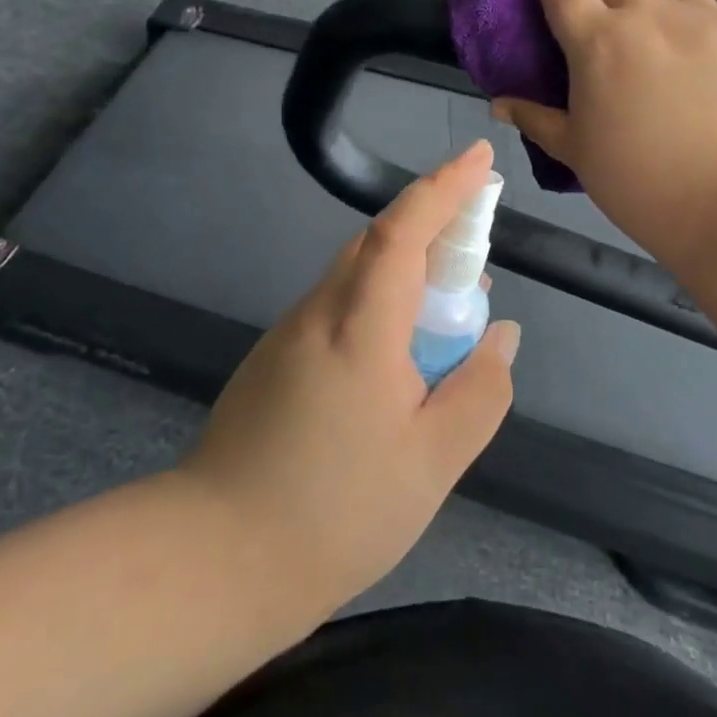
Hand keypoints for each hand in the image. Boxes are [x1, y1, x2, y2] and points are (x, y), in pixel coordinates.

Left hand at [178, 140, 520, 616]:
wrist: (215, 559)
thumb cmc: (335, 513)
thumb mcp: (432, 463)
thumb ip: (479, 391)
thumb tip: (501, 334)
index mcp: (361, 326)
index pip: (404, 230)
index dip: (445, 187)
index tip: (480, 157)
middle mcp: (321, 310)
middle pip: (380, 241)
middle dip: (435, 227)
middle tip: (479, 255)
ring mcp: (292, 329)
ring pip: (360, 272)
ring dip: (409, 270)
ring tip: (451, 314)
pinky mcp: (278, 353)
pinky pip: (342, 303)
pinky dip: (382, 302)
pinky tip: (400, 356)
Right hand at [492, 0, 716, 264]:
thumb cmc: (643, 182)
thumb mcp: (578, 153)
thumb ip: (537, 120)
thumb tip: (499, 104)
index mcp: (599, 41)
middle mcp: (649, 15)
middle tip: (594, 4)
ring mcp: (705, 19)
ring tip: (656, 27)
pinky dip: (705, 17)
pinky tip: (707, 43)